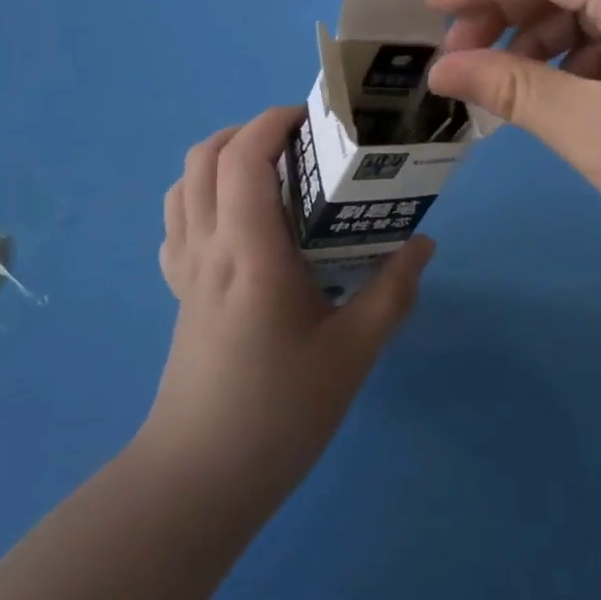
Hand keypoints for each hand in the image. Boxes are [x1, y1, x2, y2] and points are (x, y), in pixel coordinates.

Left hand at [148, 105, 433, 501]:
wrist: (200, 479)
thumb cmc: (280, 412)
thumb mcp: (353, 353)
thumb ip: (392, 291)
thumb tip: (423, 244)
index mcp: (250, 251)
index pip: (244, 156)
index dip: (274, 122)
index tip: (314, 120)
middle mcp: (208, 247)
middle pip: (205, 157)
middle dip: (250, 131)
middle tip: (301, 145)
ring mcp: (185, 270)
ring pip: (183, 184)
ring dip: (222, 159)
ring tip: (272, 175)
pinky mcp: (179, 292)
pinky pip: (178, 222)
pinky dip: (203, 196)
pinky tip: (241, 222)